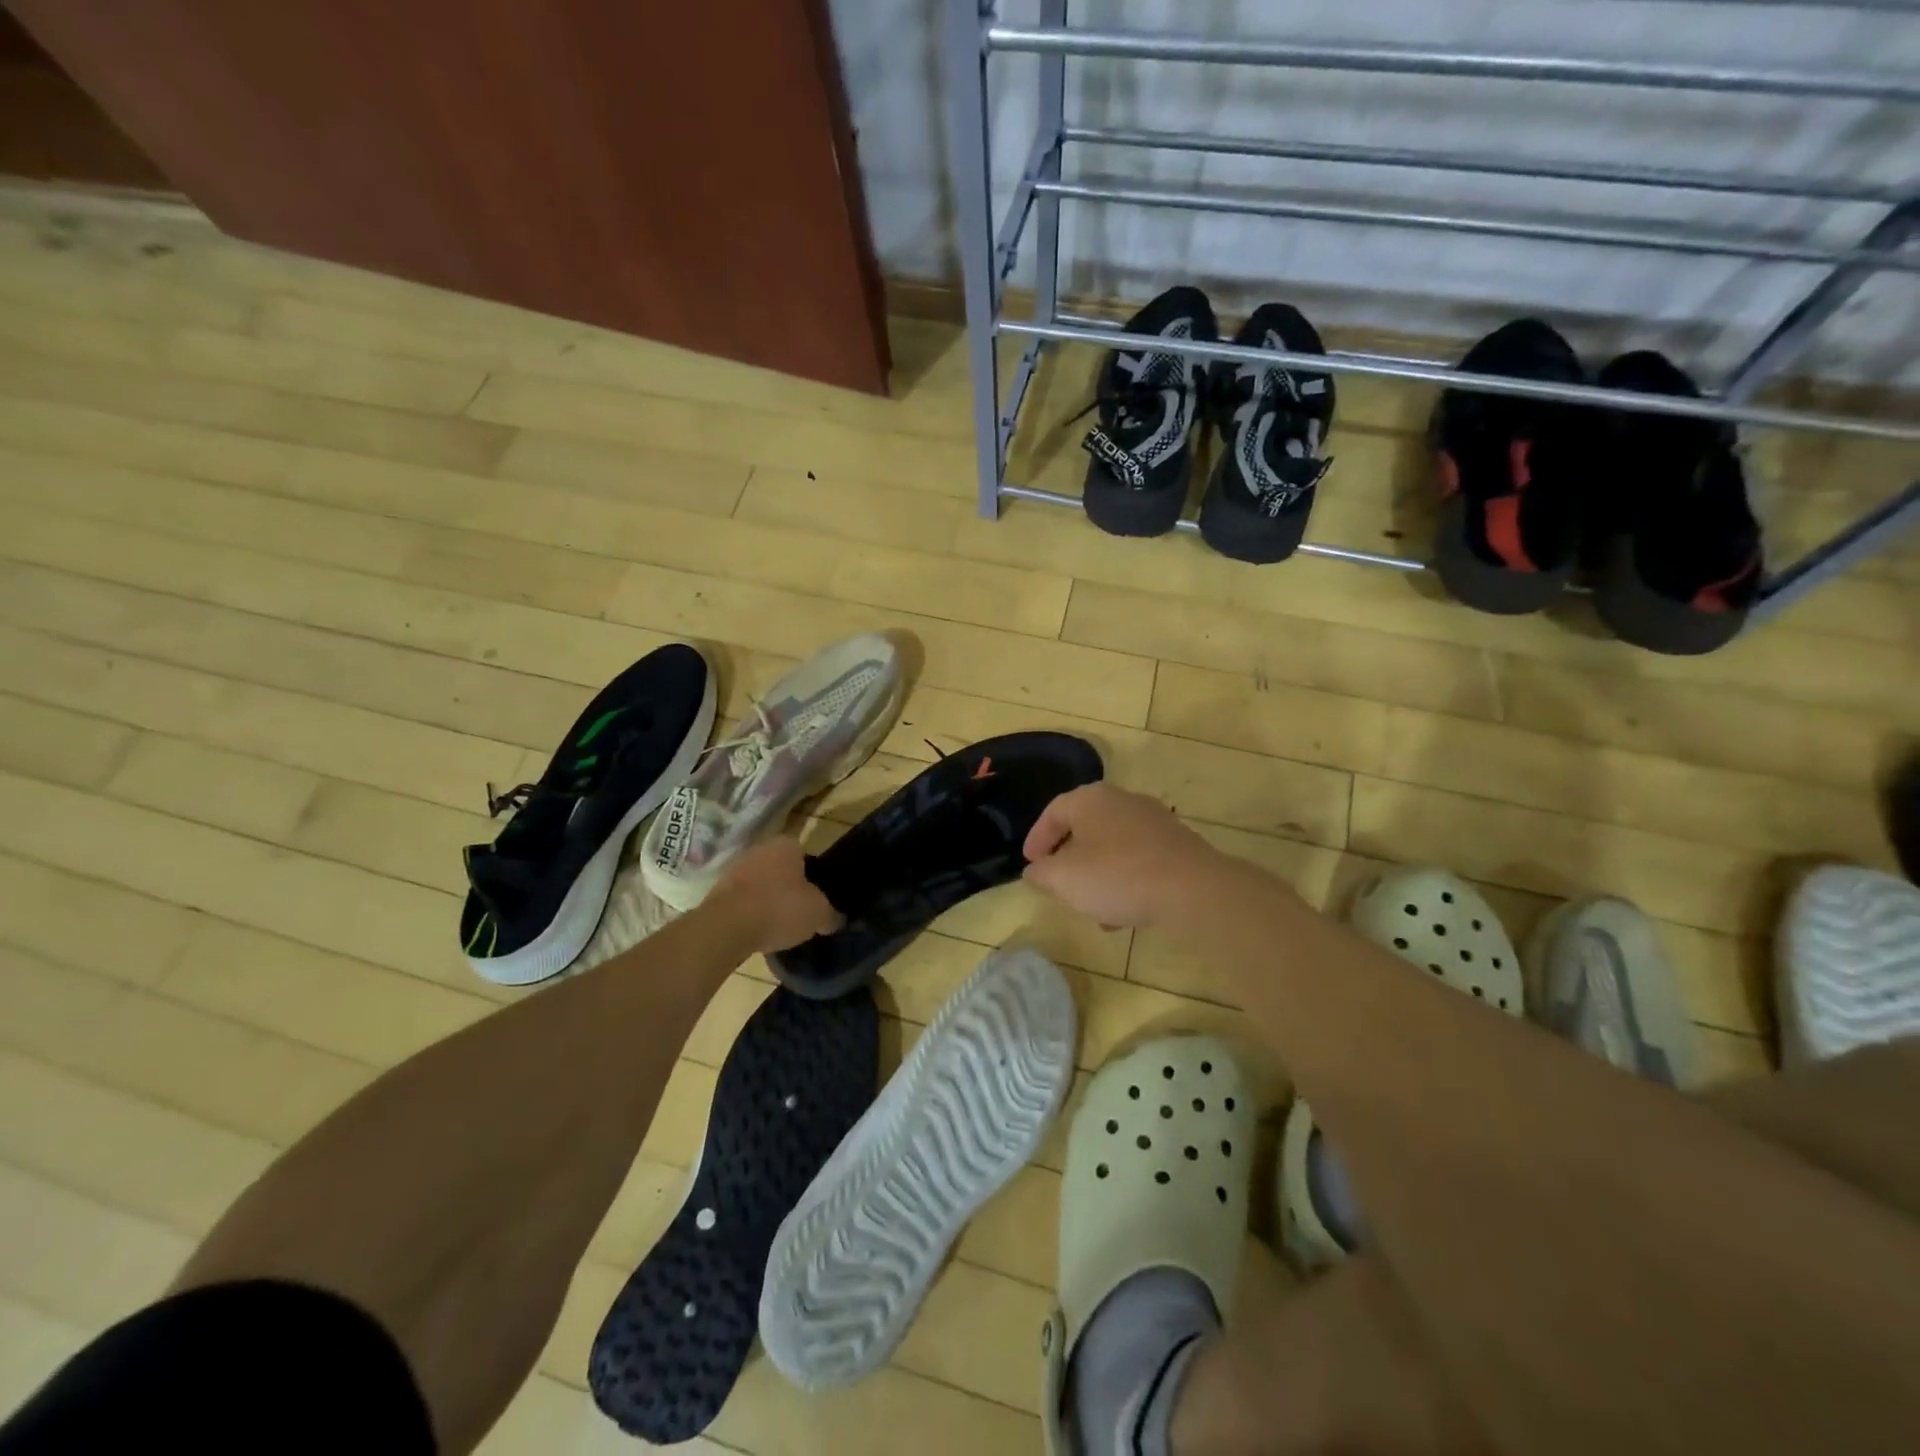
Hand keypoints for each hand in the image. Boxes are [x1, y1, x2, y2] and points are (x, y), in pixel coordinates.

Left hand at [709, 838, 843, 952]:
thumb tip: (837, 919)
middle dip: (790, 886)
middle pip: (782, 868)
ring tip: (779, 924)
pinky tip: (758, 929)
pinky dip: (750, 911)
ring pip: (761, 882)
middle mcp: (760, 848)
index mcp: (787, 844)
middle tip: (800, 910)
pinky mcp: (718, 890)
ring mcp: (735, 868)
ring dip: (768, 899)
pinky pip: (743, 899)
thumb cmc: (779, 909)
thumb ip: (831, 914)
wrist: (725, 927)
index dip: (815, 876)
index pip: (807, 855)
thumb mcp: (818, 914)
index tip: (818, 897)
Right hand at [1022, 784, 1222, 928]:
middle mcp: (1122, 800)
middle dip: (1069, 857)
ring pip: (1113, 845)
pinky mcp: (1177, 843)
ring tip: (1091, 907)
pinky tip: (1124, 912)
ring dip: (1097, 873)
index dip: (1037, 838)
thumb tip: (1035, 871)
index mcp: (1090, 799)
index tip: (1030, 864)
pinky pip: (1139, 858)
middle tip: (1059, 882)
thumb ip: (1041, 874)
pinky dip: (1124, 879)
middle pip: (1085, 826)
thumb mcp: (1063, 880)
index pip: (1053, 811)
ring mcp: (1154, 820)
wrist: (1192, 889)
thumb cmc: (1117, 876)